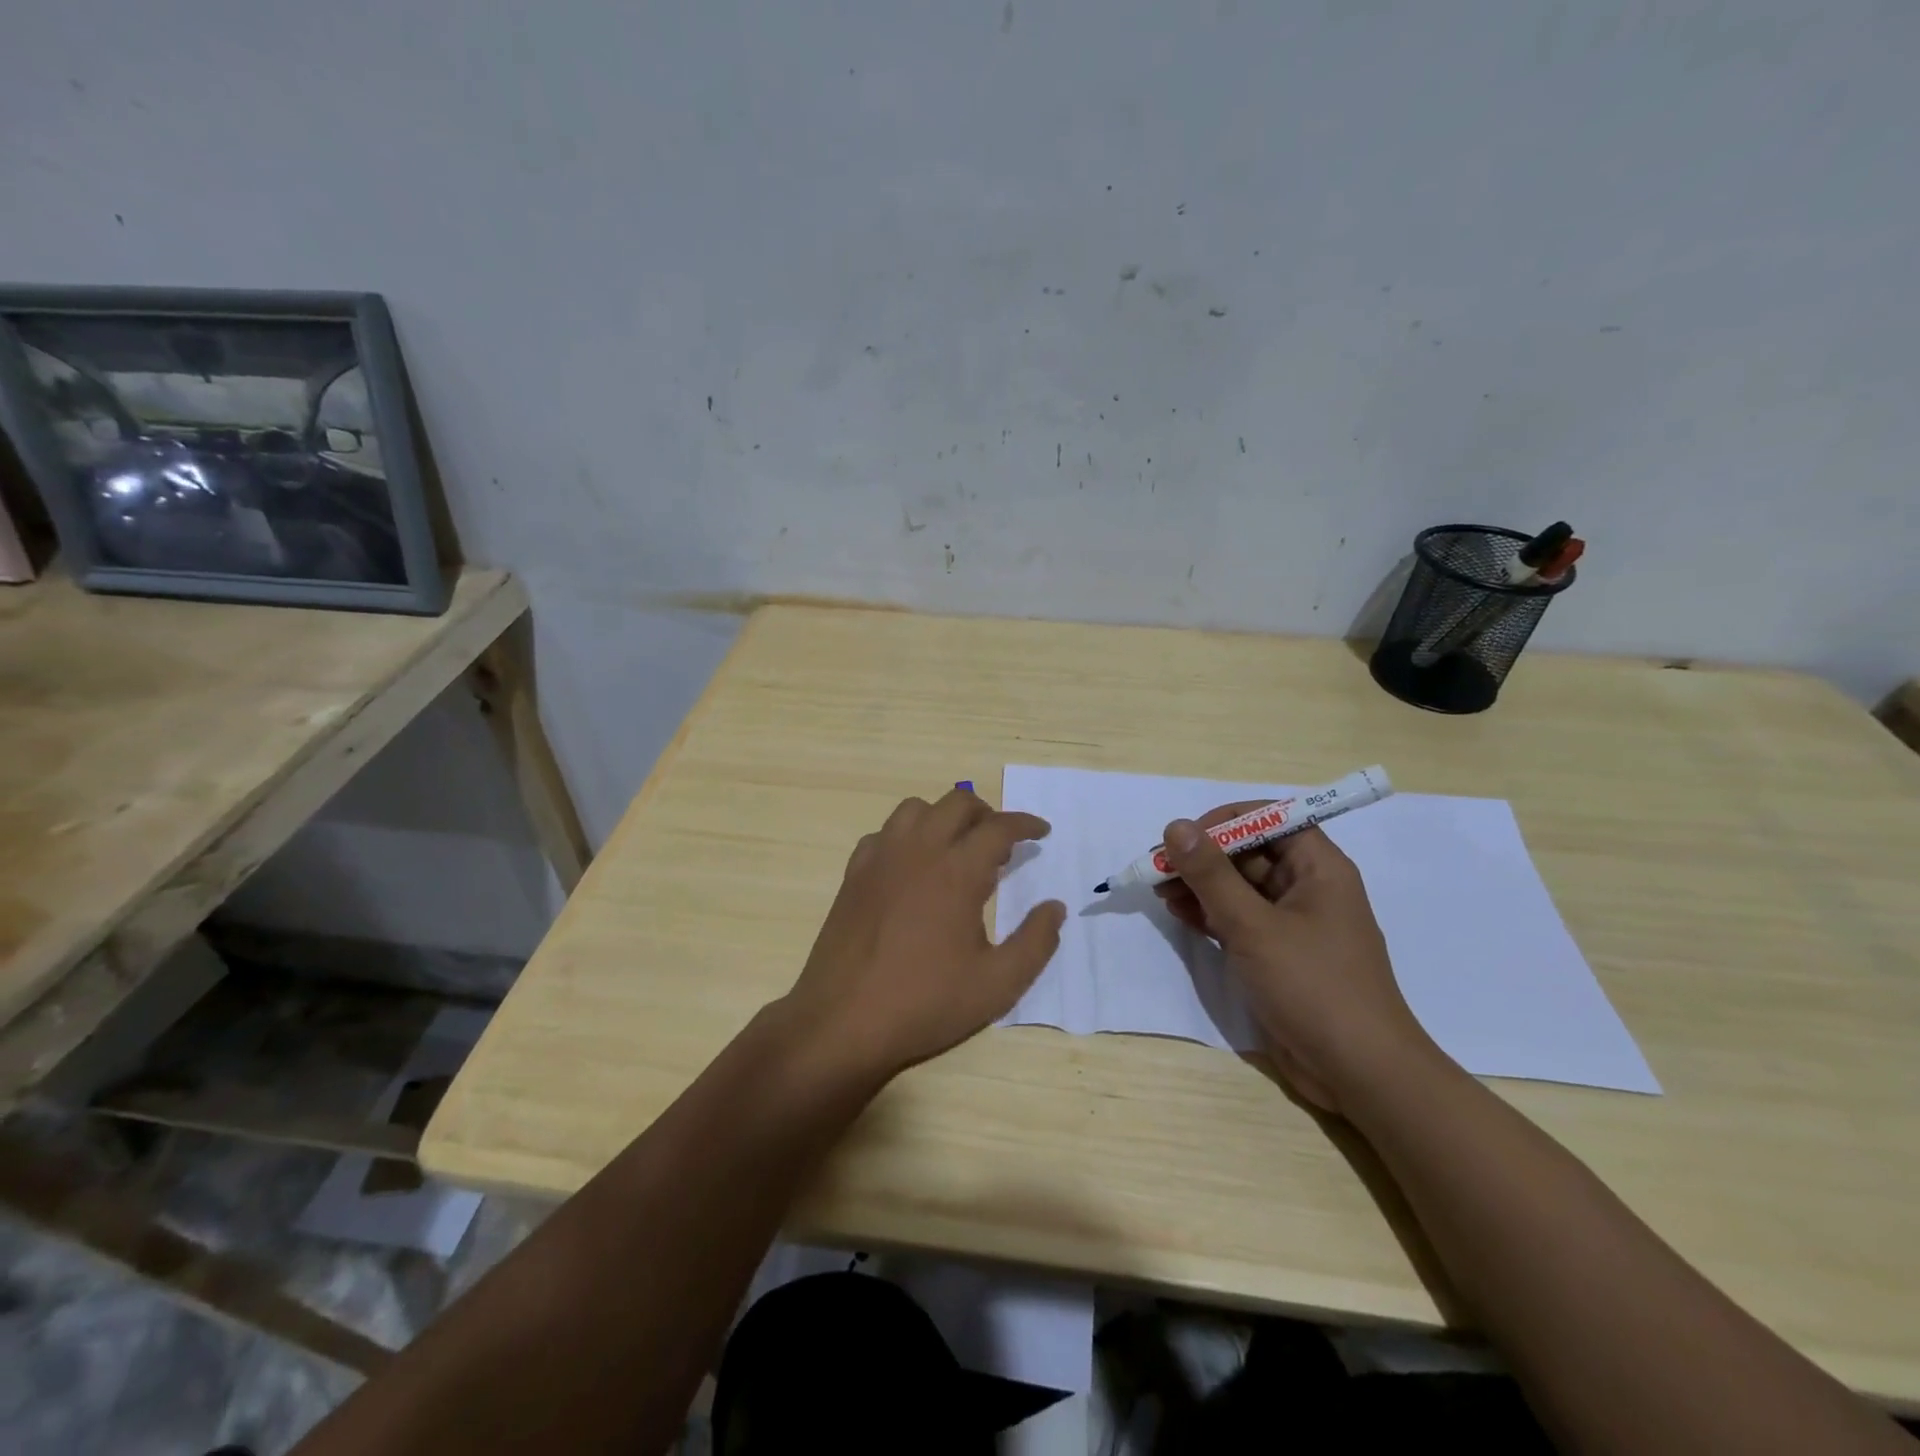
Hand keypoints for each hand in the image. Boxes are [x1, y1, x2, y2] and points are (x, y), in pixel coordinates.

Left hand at [783, 788, 1066, 1079]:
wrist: (843, 1021)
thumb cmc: (925, 1003)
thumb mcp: (997, 985)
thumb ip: (1035, 942)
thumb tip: (1054, 907)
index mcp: (957, 871)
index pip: (999, 828)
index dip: (1025, 825)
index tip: (1041, 832)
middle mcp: (919, 850)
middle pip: (957, 802)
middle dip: (986, 813)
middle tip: (1001, 842)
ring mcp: (881, 859)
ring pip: (916, 808)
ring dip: (943, 817)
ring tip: (957, 847)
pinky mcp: (854, 874)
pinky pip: (884, 833)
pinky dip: (906, 836)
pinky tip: (912, 866)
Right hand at [1155, 806, 1437, 1113]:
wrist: (1358, 1073)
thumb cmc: (1313, 987)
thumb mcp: (1254, 926)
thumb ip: (1211, 875)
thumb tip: (1175, 826)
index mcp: (1319, 868)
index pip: (1270, 818)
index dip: (1225, 821)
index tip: (1184, 838)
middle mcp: (1307, 887)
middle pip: (1249, 852)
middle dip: (1202, 856)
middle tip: (1157, 867)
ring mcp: (1291, 922)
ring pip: (1238, 886)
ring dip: (1199, 884)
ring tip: (1158, 889)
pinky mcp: (1276, 953)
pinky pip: (1237, 918)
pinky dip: (1207, 912)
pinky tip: (1176, 912)